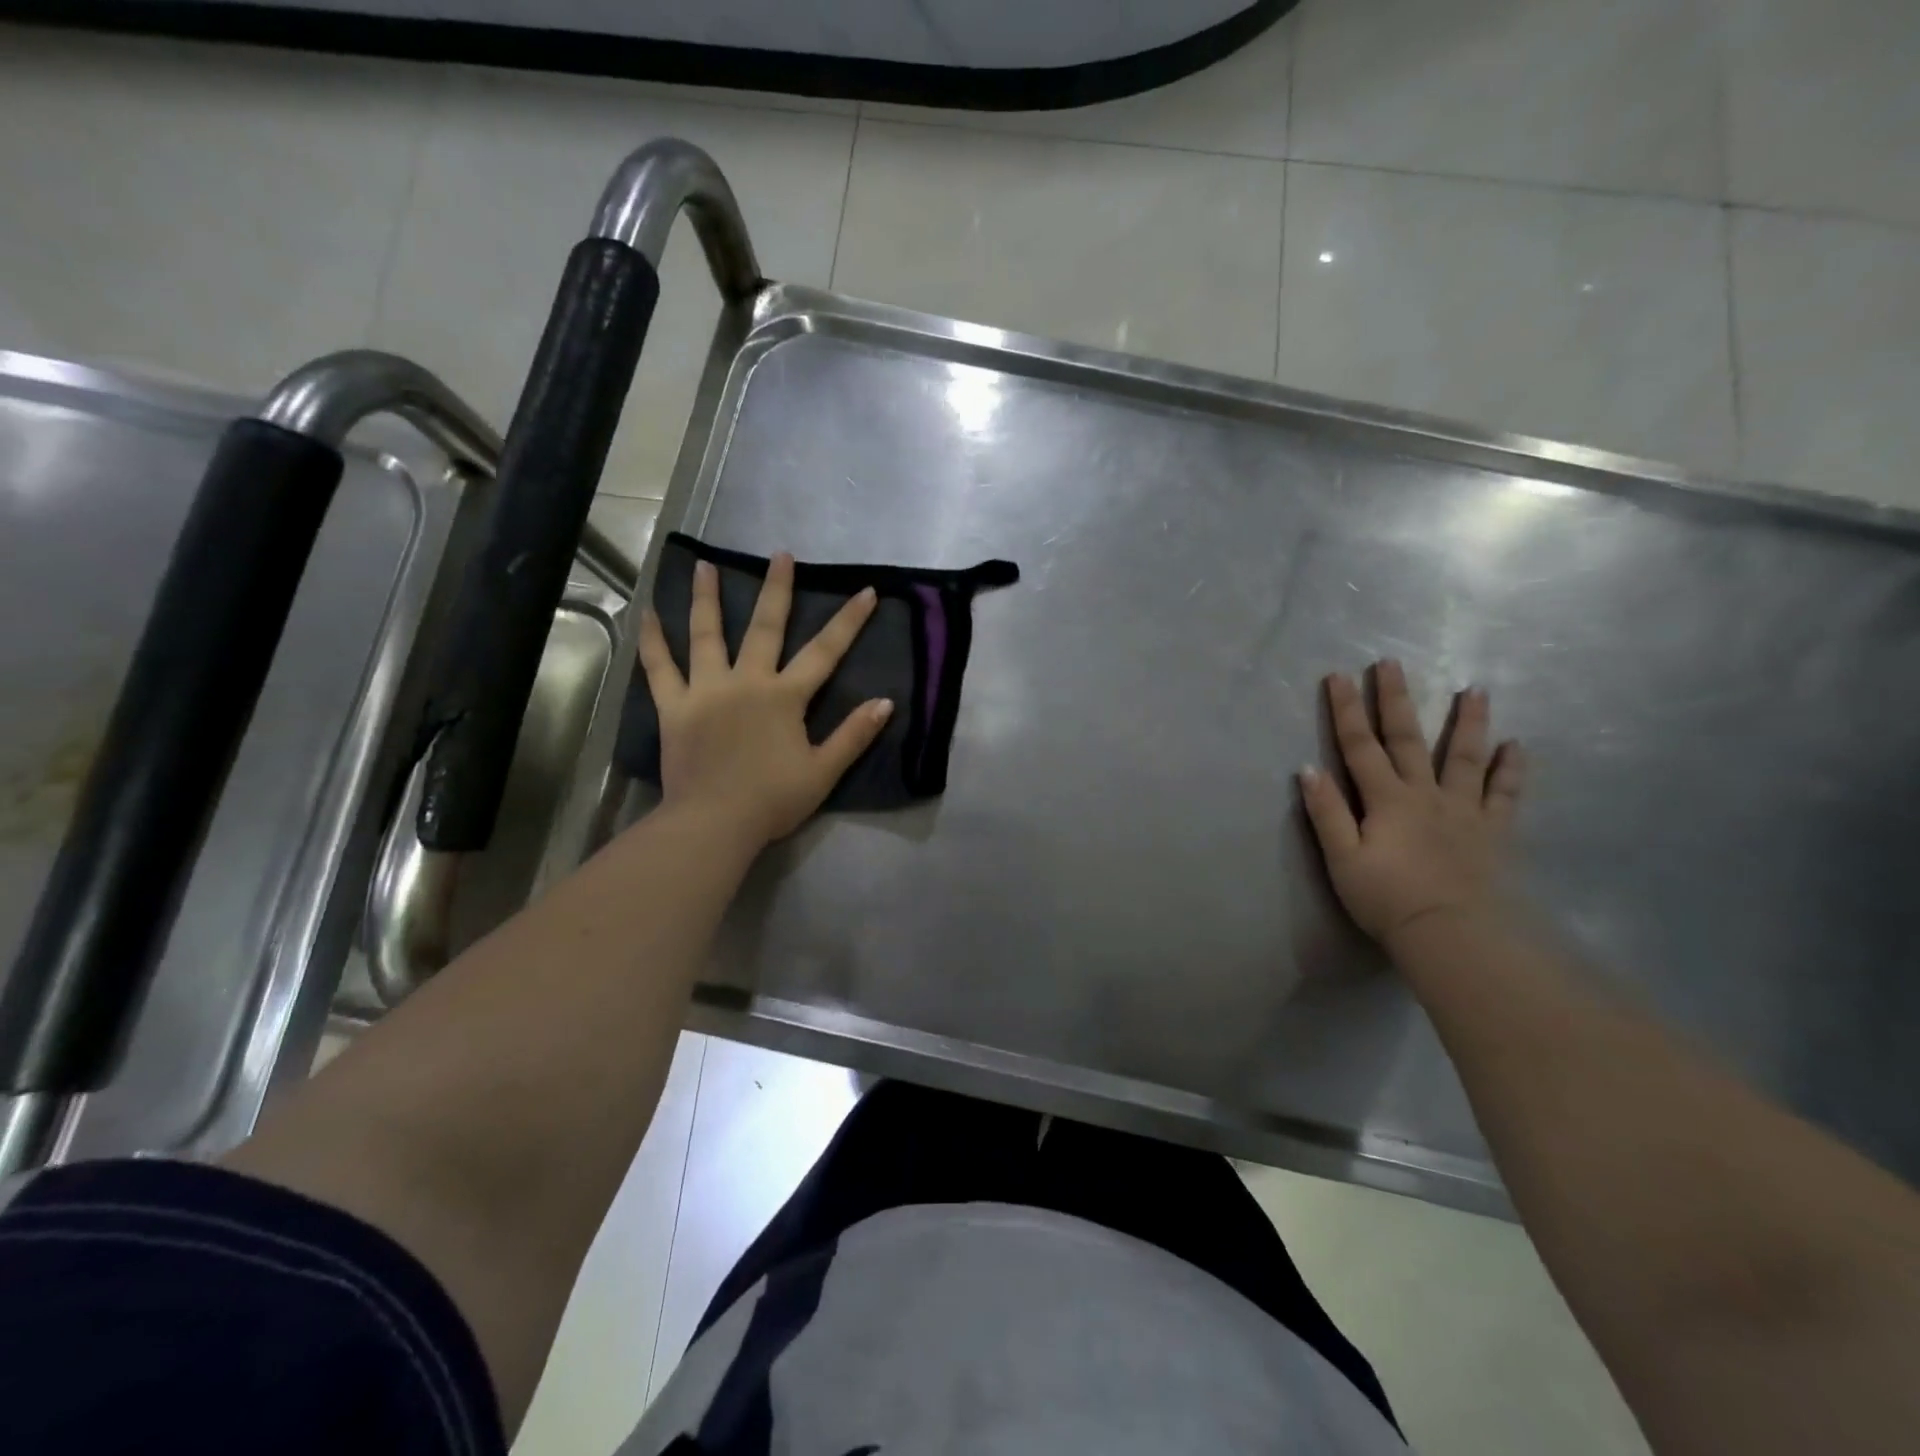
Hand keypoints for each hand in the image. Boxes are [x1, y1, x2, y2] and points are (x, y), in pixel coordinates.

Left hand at [637, 553, 892, 847]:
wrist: (713, 823)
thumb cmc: (772, 800)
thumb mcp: (823, 772)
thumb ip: (854, 735)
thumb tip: (886, 703)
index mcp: (784, 697)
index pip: (824, 652)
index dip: (848, 621)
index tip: (865, 591)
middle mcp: (745, 681)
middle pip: (764, 627)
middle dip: (776, 589)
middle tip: (779, 555)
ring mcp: (705, 690)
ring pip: (705, 634)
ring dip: (706, 597)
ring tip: (704, 565)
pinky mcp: (673, 708)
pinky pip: (659, 667)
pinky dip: (653, 640)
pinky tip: (647, 613)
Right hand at [1298, 661, 1525, 950]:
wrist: (1452, 934)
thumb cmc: (1387, 898)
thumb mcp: (1342, 859)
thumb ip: (1327, 812)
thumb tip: (1308, 769)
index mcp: (1386, 799)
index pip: (1359, 745)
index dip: (1345, 710)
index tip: (1338, 675)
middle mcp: (1425, 793)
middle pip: (1408, 738)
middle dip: (1396, 699)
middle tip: (1392, 663)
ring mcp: (1464, 809)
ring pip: (1465, 756)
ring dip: (1468, 721)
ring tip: (1475, 689)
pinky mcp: (1493, 830)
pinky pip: (1505, 793)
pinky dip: (1512, 768)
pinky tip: (1517, 745)